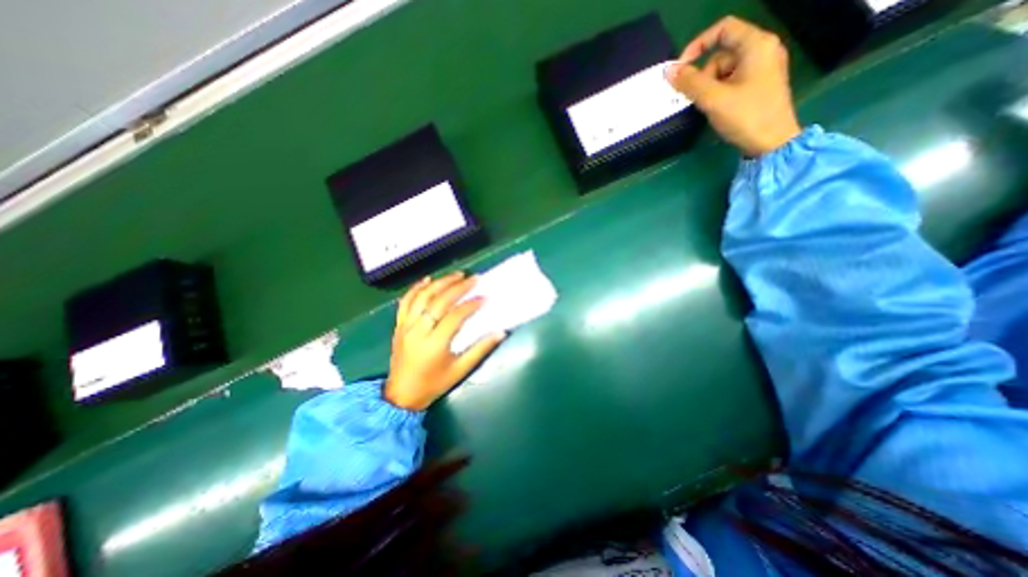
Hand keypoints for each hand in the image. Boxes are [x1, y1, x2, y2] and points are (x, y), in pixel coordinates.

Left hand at [383, 274, 507, 411]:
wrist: (401, 395)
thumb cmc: (433, 384)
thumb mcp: (460, 370)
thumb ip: (480, 350)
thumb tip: (501, 332)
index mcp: (435, 344)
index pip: (455, 316)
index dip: (471, 305)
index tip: (485, 297)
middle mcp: (418, 331)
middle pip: (438, 301)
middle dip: (457, 287)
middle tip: (473, 278)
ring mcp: (406, 326)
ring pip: (422, 297)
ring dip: (440, 283)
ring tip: (456, 275)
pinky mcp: (399, 325)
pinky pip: (405, 302)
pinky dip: (416, 288)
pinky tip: (427, 279)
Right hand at [668, 16, 801, 157]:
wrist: (771, 143)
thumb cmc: (745, 116)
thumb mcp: (713, 99)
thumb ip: (689, 83)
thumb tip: (668, 71)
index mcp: (756, 45)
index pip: (723, 29)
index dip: (698, 45)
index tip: (680, 69)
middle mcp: (762, 50)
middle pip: (721, 54)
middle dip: (704, 75)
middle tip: (699, 99)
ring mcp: (762, 68)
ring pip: (724, 70)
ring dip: (710, 87)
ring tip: (710, 107)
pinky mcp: (759, 85)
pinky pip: (732, 81)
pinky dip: (719, 92)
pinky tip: (719, 109)